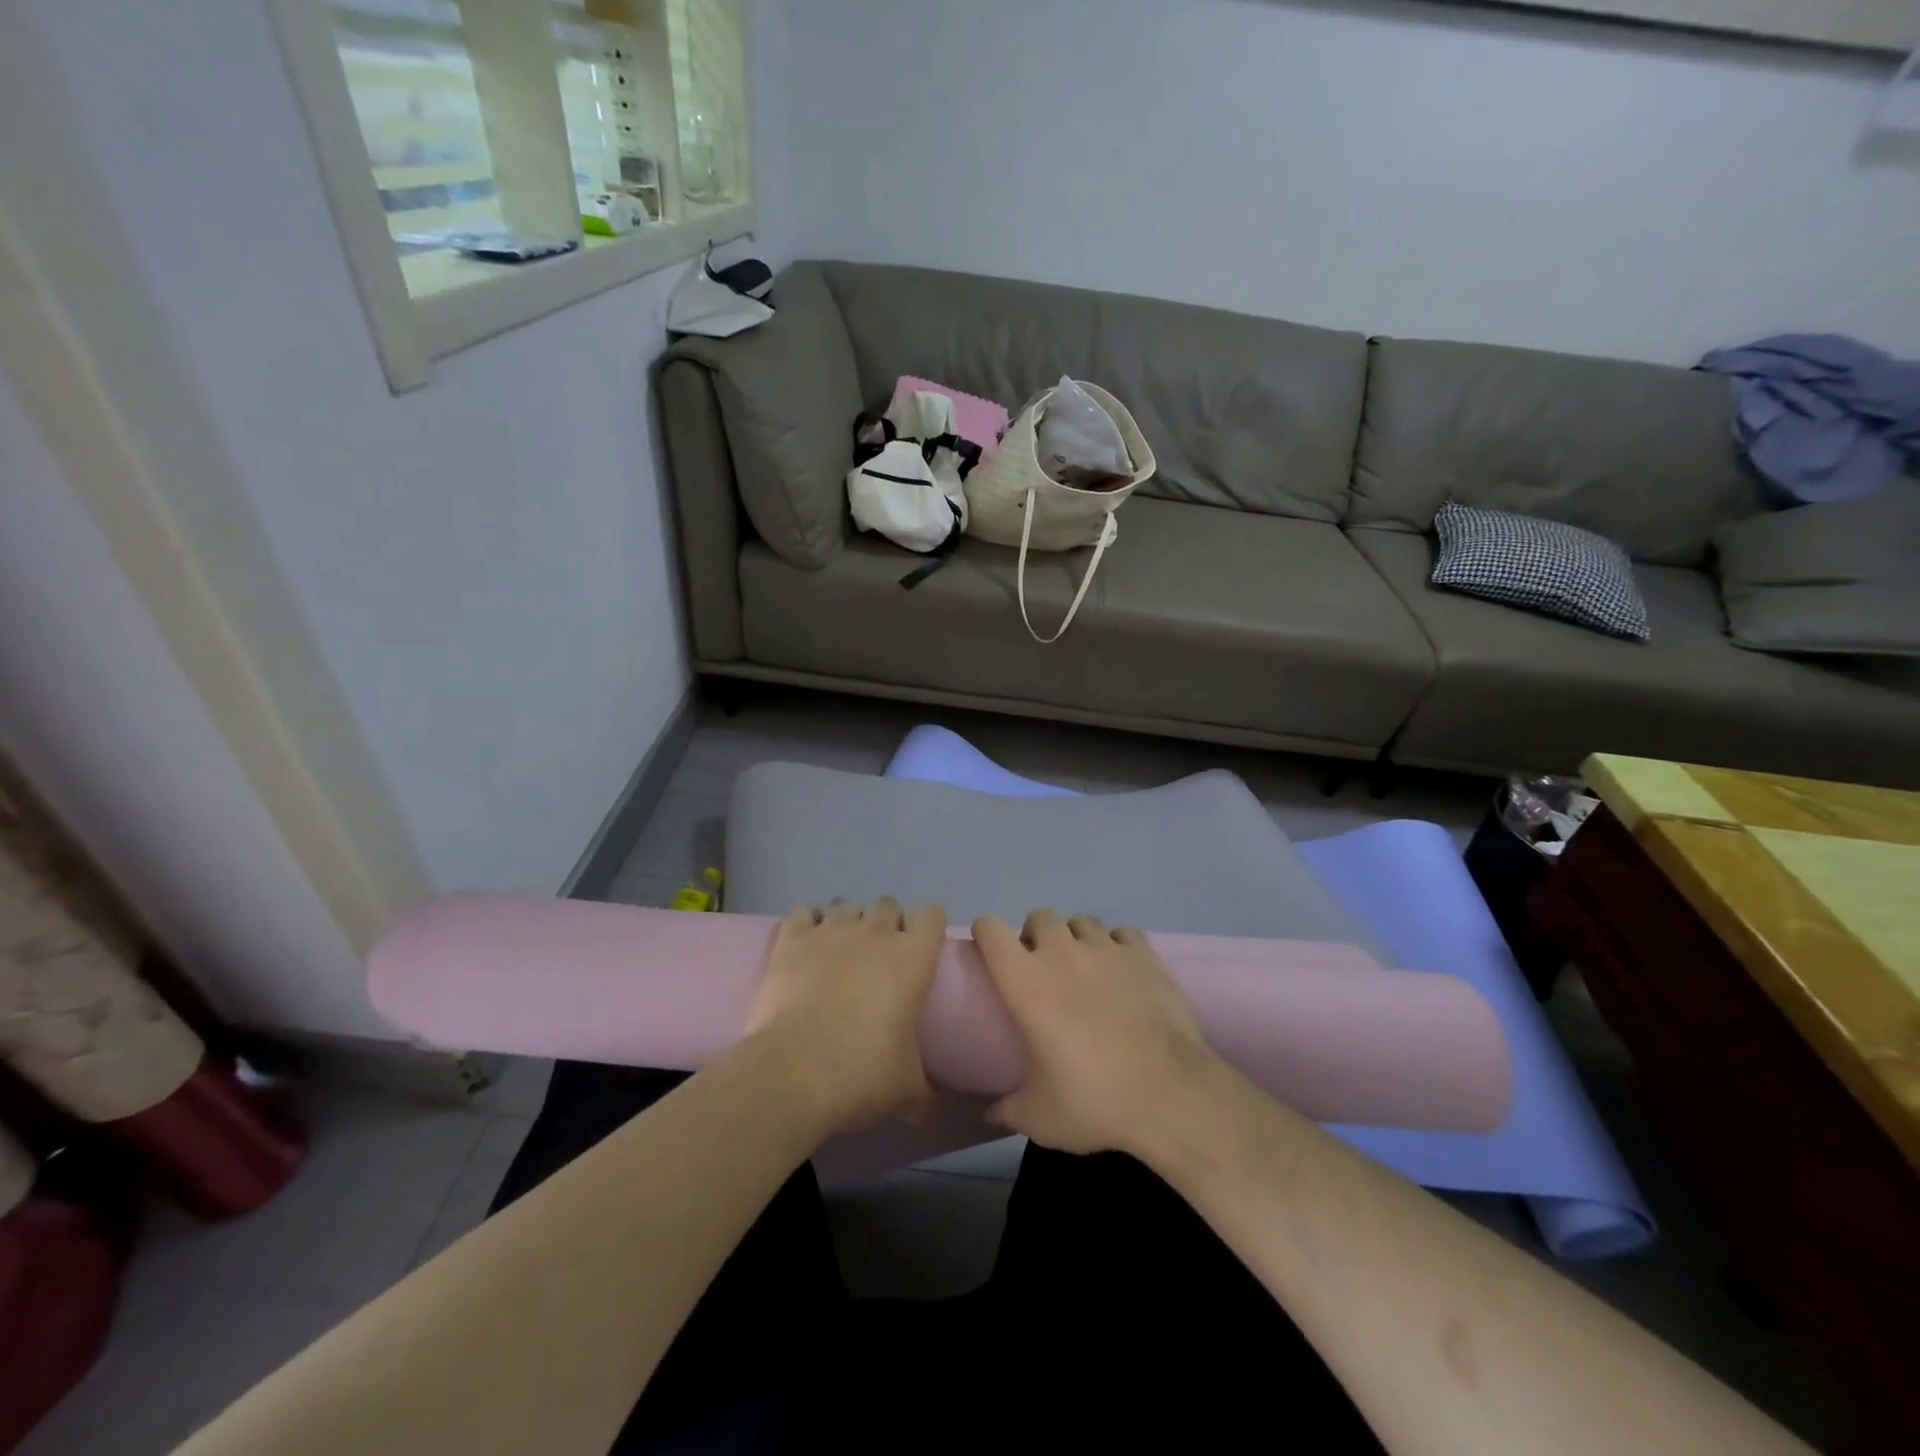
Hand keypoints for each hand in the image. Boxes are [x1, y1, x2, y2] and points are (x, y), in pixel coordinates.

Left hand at [745, 897, 946, 1133]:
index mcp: (913, 958)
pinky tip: (805, 944)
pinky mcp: (792, 940)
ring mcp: (831, 932)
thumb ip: (927, 1096)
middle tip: (879, 958)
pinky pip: (802, 912)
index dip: (928, 927)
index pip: (932, 915)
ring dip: (847, 922)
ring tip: (839, 951)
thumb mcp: (907, 1094)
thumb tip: (936, 1110)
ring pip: (846, 905)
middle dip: (886, 924)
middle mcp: (875, 933)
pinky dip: (806, 923)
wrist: (793, 1075)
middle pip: (888, 904)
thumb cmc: (862, 1076)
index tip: (922, 949)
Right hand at [972, 908, 1219, 1157]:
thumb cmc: (1093, 1101)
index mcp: (1024, 979)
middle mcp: (1061, 952)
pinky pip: (1122, 934)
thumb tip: (990, 1113)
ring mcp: (1106, 949)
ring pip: (1081, 921)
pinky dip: (1117, 946)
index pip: (991, 929)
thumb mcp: (1038, 1117)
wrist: (1170, 1095)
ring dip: (1075, 938)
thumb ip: (1007, 1109)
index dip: (986, 934)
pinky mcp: (1144, 955)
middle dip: (1036, 936)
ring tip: (1084, 969)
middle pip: (1039, 917)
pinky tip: (1122, 972)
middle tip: (1042, 970)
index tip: (990, 954)